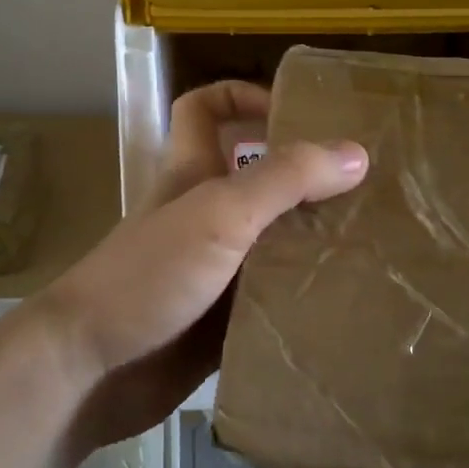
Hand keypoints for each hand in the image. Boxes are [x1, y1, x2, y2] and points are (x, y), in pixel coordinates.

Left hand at [38, 83, 367, 455]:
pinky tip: (349, 305)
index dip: (243, 96)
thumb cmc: (148, 276)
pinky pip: (273, 300)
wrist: (89, 371)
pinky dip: (304, 299)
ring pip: (273, 242)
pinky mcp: (223, 321)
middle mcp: (206, 216)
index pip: (206, 109)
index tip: (297, 113)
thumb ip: (282, 180)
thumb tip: (355, 154)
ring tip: (379, 245)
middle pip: (258, 178)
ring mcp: (215, 270)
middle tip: (370, 187)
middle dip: (307, 177)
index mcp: (193, 175)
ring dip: (315, 242)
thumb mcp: (218, 214)